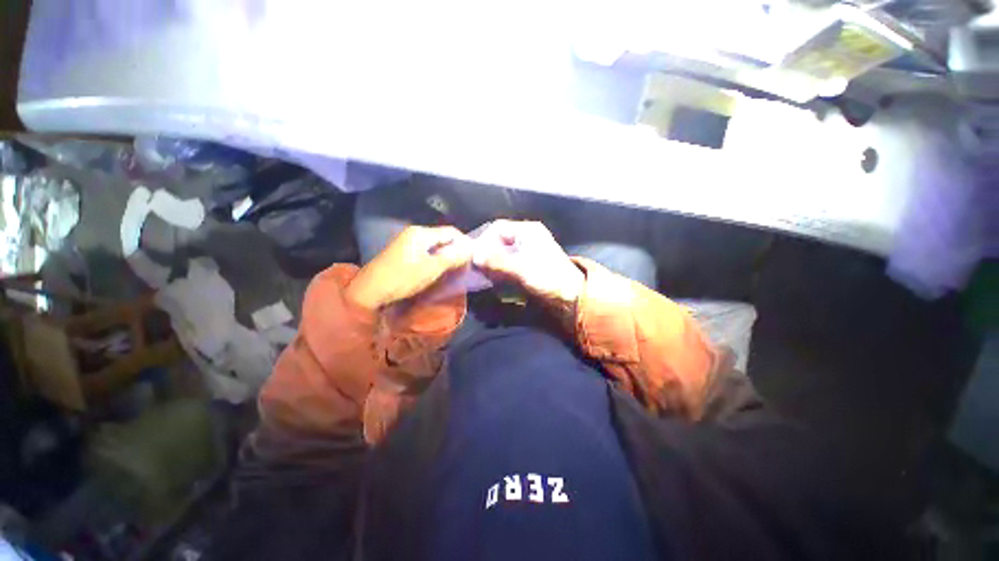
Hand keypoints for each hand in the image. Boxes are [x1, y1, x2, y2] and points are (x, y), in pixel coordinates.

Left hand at [347, 226, 472, 309]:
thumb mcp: (432, 268)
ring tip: (455, 269)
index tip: (473, 257)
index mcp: (422, 233)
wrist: (370, 290)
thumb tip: (471, 248)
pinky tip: (439, 269)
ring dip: (447, 255)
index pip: (451, 232)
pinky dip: (436, 259)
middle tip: (465, 265)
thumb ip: (453, 257)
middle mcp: (415, 233)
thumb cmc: (403, 278)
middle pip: (443, 237)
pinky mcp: (404, 252)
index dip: (465, 243)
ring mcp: (408, 242)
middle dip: (456, 250)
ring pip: (435, 245)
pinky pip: (426, 251)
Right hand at [472, 220, 583, 309]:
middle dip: (486, 254)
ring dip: (492, 264)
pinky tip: (495, 280)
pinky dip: (500, 271)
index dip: (483, 240)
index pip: (498, 228)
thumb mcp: (522, 270)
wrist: (573, 298)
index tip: (473, 256)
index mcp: (528, 231)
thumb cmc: (549, 280)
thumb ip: (497, 262)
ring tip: (484, 276)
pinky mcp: (528, 265)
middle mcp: (527, 237)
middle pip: (498, 240)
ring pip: (502, 253)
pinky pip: (508, 263)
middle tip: (477, 268)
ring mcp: (528, 251)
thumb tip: (474, 256)